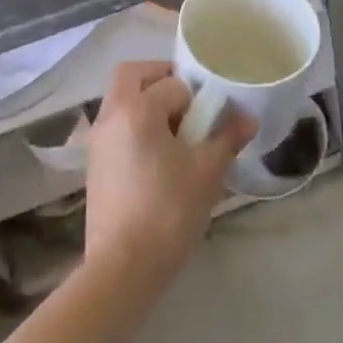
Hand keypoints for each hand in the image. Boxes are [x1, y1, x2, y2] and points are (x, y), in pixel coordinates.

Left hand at [84, 61, 255, 287]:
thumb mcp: (207, 173)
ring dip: (145, 101)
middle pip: (132, 75)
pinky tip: (156, 156)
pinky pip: (114, 124)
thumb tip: (248, 118)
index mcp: (138, 109)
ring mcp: (97, 140)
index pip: (173, 84)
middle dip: (160, 78)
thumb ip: (227, 138)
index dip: (196, 98)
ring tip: (174, 133)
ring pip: (120, 99)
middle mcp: (111, 115)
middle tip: (187, 102)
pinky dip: (133, 124)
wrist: (122, 268)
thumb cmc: (168, 212)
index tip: (209, 118)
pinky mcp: (93, 163)